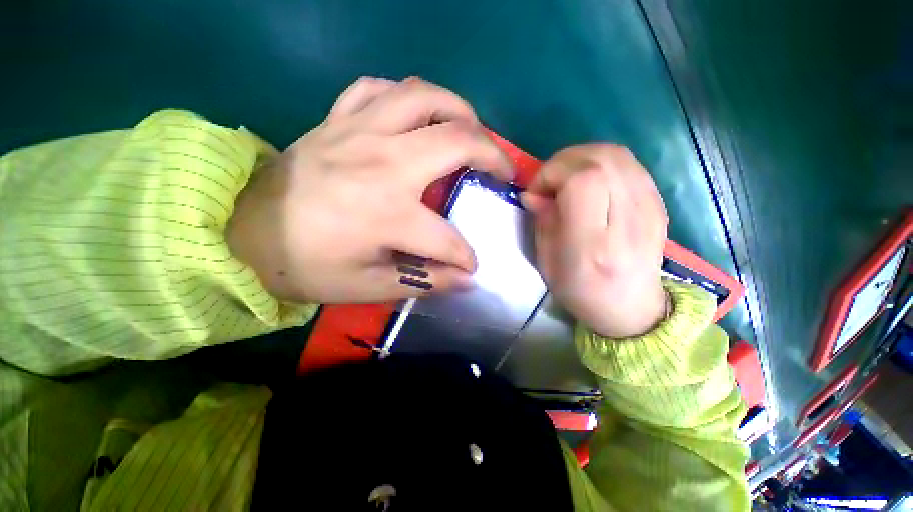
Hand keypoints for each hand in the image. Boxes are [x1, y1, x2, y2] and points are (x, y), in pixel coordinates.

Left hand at [227, 77, 512, 303]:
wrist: (239, 232)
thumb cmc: (304, 265)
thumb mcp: (368, 287)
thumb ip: (423, 281)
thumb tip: (465, 280)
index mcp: (388, 213)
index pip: (448, 239)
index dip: (465, 257)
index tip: (470, 266)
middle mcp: (382, 163)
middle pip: (457, 142)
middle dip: (493, 156)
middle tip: (502, 171)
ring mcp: (359, 131)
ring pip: (425, 97)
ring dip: (459, 110)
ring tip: (472, 131)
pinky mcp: (337, 119)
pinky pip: (380, 88)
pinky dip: (408, 97)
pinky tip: (415, 116)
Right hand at [522, 144, 667, 337]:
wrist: (631, 308)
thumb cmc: (580, 291)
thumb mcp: (548, 263)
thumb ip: (542, 222)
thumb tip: (532, 192)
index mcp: (594, 244)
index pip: (583, 181)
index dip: (552, 174)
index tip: (537, 191)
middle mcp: (627, 221)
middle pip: (601, 160)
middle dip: (563, 162)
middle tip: (548, 182)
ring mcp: (649, 209)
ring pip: (616, 154)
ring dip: (581, 158)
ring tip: (566, 179)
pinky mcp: (658, 203)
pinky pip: (628, 164)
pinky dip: (600, 163)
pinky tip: (589, 182)